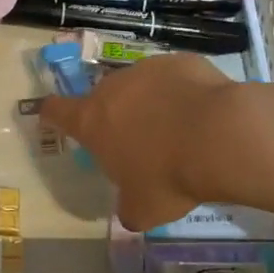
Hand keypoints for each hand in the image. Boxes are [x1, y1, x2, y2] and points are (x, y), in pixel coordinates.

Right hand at [40, 54, 235, 230]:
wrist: (222, 136)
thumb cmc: (170, 176)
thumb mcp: (144, 208)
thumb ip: (129, 207)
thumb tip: (130, 211)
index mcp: (92, 121)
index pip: (56, 111)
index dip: (52, 114)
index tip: (51, 116)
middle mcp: (112, 88)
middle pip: (102, 98)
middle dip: (114, 116)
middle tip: (137, 142)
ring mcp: (146, 70)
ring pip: (139, 86)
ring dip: (149, 103)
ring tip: (177, 128)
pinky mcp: (180, 61)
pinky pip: (174, 78)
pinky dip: (181, 92)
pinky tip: (202, 113)